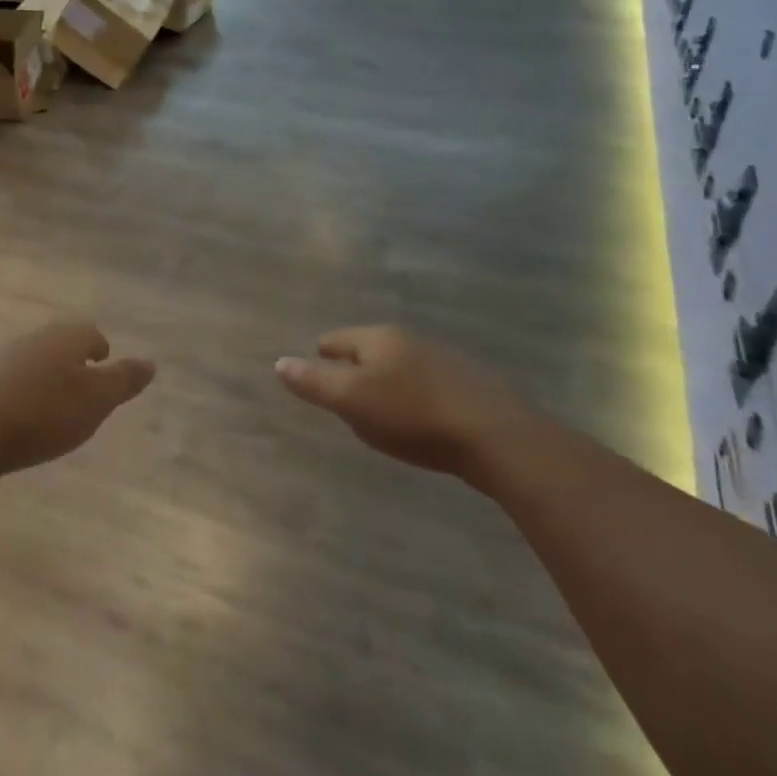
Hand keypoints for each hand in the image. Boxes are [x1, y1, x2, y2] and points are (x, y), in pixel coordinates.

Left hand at [0, 320, 154, 477]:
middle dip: (73, 359)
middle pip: (60, 342)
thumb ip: (124, 380)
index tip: (104, 363)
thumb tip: (150, 363)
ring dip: (46, 375)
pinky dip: (21, 390)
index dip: (100, 349)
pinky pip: (9, 379)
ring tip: (54, 402)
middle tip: (83, 384)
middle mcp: (33, 338)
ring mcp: (0, 358)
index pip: (90, 333)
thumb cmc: (43, 414)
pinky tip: (21, 414)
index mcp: (64, 338)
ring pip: (33, 359)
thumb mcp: (96, 401)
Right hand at [275, 326, 535, 484]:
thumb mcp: (353, 401)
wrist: (497, 436)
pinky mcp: (470, 384)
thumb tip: (279, 362)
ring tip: (381, 413)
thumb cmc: (413, 416)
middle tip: (345, 401)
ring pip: (400, 367)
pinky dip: (415, 397)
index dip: (320, 359)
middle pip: (368, 351)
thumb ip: (314, 382)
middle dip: (354, 371)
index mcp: (378, 338)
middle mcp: (410, 340)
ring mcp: (444, 359)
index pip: (336, 340)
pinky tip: (420, 422)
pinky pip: (427, 385)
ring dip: (386, 384)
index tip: (316, 377)